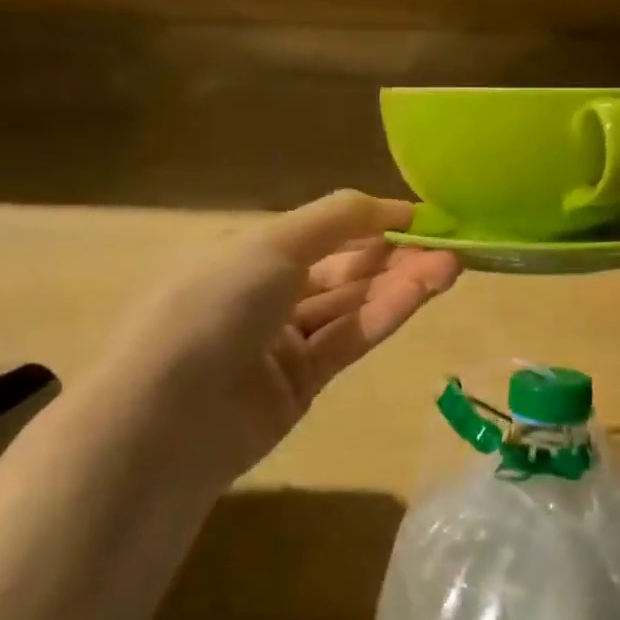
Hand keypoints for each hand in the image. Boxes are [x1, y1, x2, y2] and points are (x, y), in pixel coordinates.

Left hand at [91, 191, 461, 491]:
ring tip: (452, 266)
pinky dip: (384, 315)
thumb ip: (338, 219)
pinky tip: (422, 294)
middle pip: (342, 268)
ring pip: (351, 304)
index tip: (422, 217)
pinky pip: (348, 339)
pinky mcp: (302, 383)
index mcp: (248, 252)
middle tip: (449, 245)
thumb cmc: (215, 304)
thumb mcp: (274, 243)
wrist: (168, 415)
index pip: (322, 231)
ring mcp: (284, 341)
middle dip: (394, 254)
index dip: (371, 221)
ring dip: (400, 283)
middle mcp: (265, 293)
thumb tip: (392, 204)